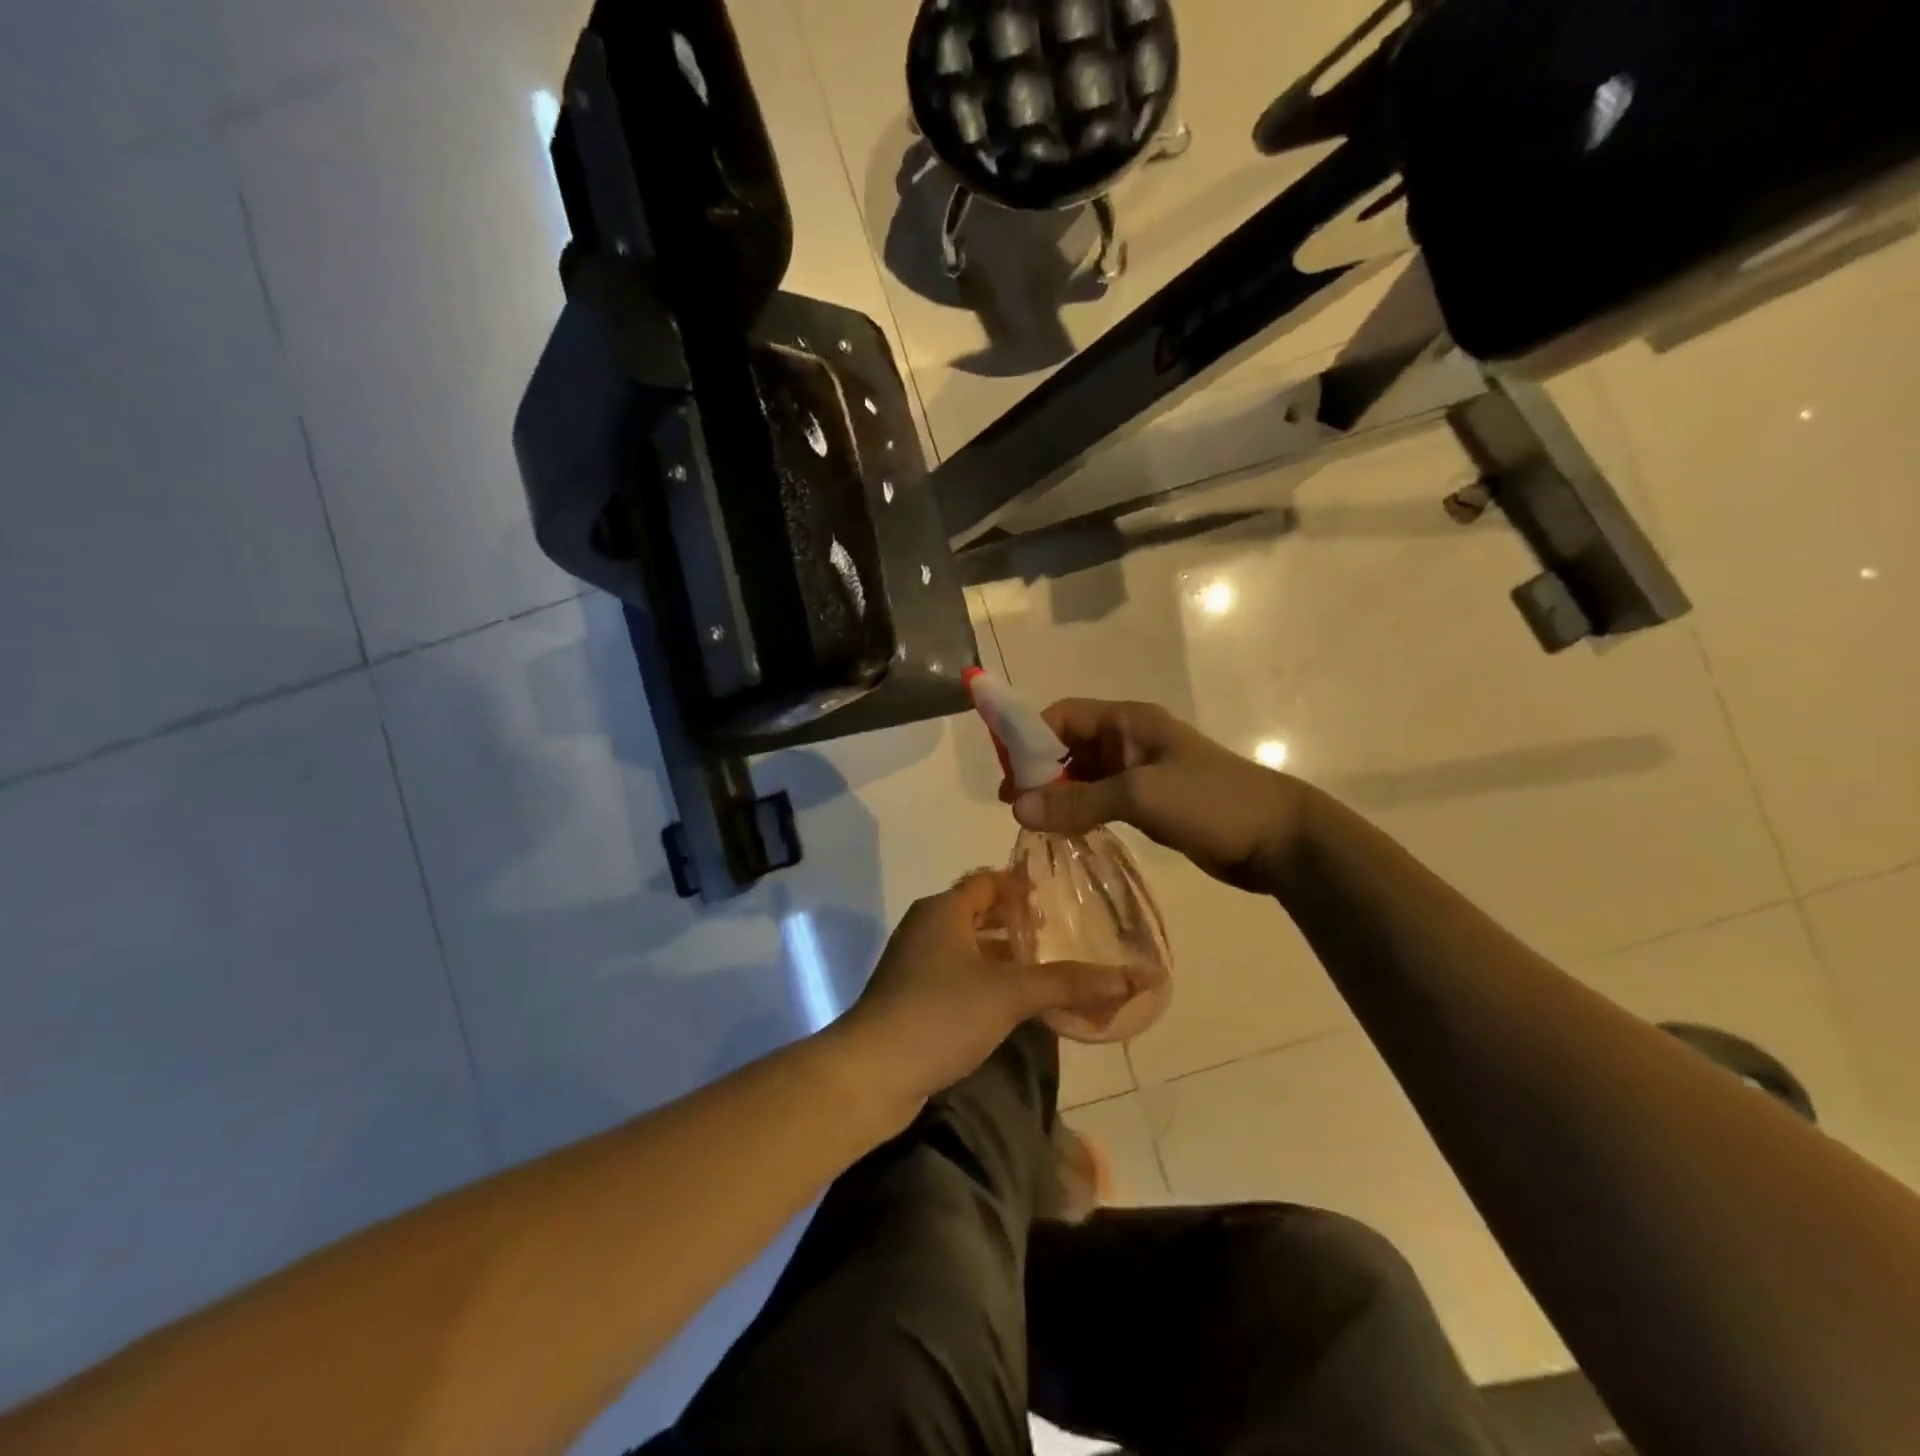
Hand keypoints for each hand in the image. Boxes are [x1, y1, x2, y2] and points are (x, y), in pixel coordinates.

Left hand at [829, 872, 1133, 1126]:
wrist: (871, 1073)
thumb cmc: (940, 1014)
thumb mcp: (1010, 994)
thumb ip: (1069, 983)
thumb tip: (1133, 978)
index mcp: (943, 910)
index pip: (987, 881)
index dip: (1021, 885)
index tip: (1059, 897)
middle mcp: (926, 928)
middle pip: (978, 912)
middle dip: (1016, 923)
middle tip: (1060, 935)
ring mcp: (914, 964)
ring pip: (967, 947)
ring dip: (1001, 955)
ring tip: (1044, 970)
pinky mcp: (910, 998)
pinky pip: (956, 977)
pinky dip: (984, 981)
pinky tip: (1011, 1005)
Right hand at [1002, 699, 1301, 892]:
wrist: (1280, 839)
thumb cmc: (1211, 802)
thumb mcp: (1140, 796)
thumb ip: (1078, 801)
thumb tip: (1016, 809)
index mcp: (1129, 722)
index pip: (1063, 716)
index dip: (1030, 737)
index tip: (1007, 774)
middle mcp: (1130, 741)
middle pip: (1069, 745)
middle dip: (1039, 771)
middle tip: (1014, 806)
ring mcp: (1141, 773)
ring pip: (1084, 776)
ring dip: (1058, 795)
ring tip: (1032, 823)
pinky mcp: (1151, 803)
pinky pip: (1102, 800)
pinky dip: (1080, 811)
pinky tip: (1064, 832)